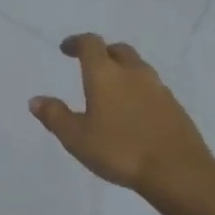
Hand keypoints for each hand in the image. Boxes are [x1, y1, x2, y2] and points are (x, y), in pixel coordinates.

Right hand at [30, 35, 214, 205]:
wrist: (179, 172)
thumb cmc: (120, 151)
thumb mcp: (76, 138)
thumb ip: (55, 116)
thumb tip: (36, 100)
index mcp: (105, 74)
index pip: (91, 44)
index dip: (76, 43)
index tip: (66, 49)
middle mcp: (133, 74)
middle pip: (118, 50)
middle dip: (103, 53)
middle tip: (90, 65)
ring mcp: (159, 89)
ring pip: (138, 68)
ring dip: (123, 71)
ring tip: (111, 90)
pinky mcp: (175, 107)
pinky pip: (152, 88)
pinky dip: (138, 90)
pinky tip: (133, 112)